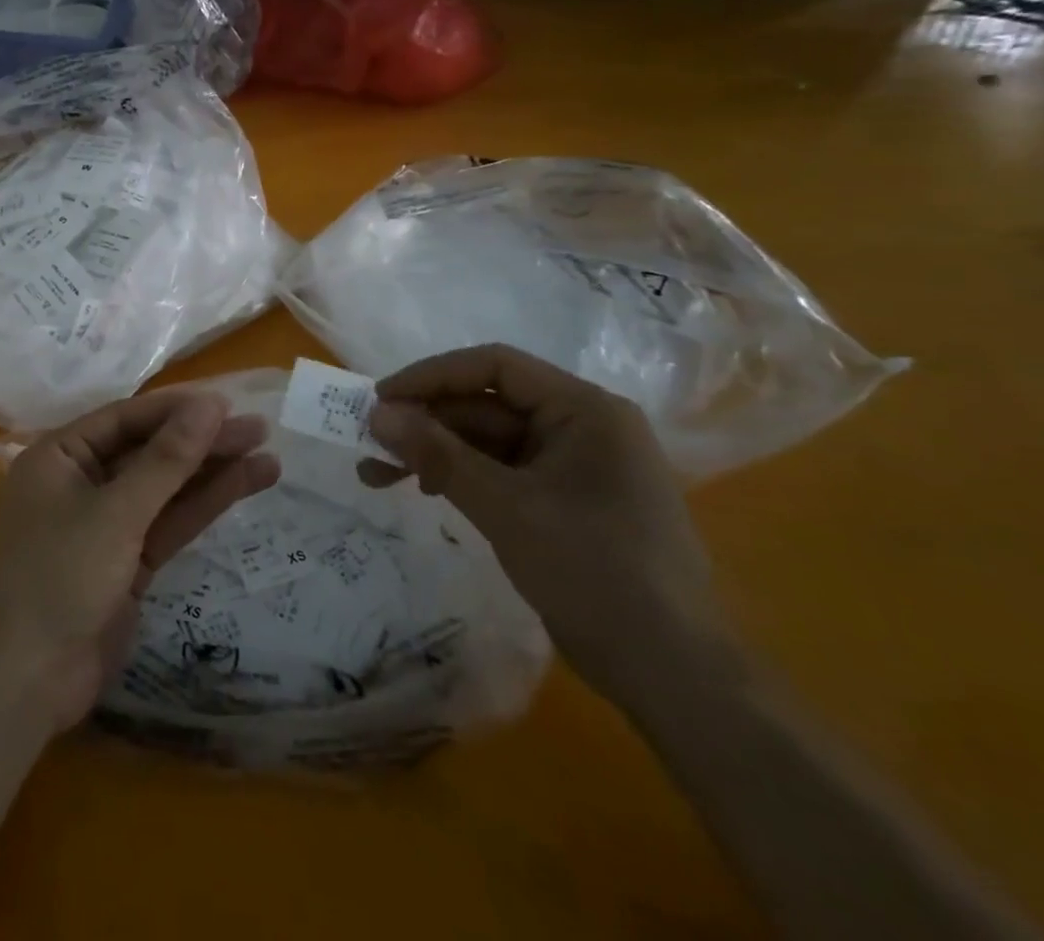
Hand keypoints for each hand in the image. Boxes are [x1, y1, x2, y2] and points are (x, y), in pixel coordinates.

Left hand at [0, 388, 278, 733]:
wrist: (24, 685)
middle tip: (259, 428)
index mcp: (59, 456)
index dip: (177, 409)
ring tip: (267, 454)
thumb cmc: (58, 577)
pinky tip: (244, 486)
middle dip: (201, 441)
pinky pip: (167, 523)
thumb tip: (209, 404)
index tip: (227, 403)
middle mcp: (80, 481)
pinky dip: (202, 506)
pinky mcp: (125, 563)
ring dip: (211, 472)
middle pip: (148, 452)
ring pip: (164, 488)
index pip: (125, 418)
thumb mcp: (115, 512)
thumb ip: (166, 459)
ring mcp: (104, 525)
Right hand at [363, 344, 733, 708]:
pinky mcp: (564, 502)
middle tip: (369, 447)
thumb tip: (377, 414)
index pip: (495, 367)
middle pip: (486, 407)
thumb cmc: (596, 573)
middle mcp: (581, 427)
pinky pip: (501, 472)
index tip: (380, 399)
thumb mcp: (507, 508)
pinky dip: (460, 478)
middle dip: (425, 425)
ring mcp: (573, 466)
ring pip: (487, 442)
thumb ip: (439, 455)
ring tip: (377, 476)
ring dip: (434, 454)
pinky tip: (425, 491)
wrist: (674, 675)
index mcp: (584, 410)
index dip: (431, 376)